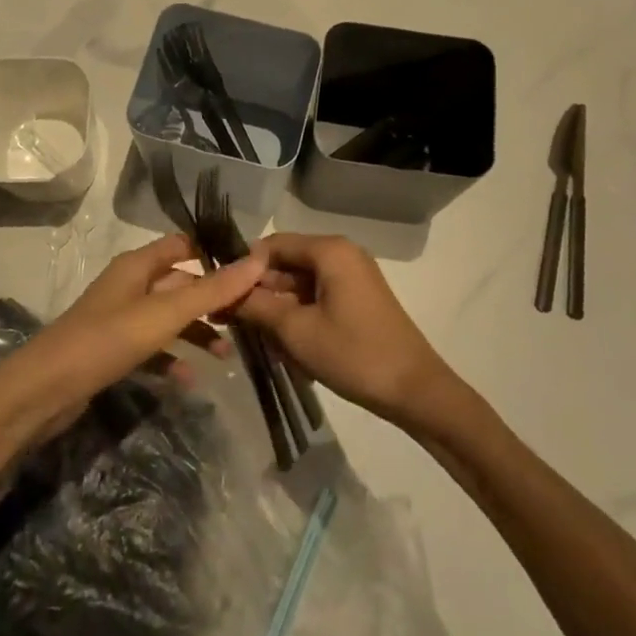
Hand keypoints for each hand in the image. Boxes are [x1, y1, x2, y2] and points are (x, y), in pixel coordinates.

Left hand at [0, 233, 265, 430]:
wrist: (43, 392)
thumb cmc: (105, 341)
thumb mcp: (164, 314)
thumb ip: (211, 291)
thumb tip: (258, 259)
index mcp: (138, 265)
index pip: (184, 245)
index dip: (215, 254)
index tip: (252, 271)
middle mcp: (130, 285)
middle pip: (180, 283)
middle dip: (212, 299)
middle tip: (248, 317)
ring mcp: (120, 319)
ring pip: (168, 318)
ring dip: (196, 332)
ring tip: (226, 355)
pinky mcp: (112, 351)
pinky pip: (152, 349)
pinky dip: (172, 359)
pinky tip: (190, 380)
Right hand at [237, 233, 461, 426]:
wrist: (415, 390)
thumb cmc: (353, 354)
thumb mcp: (296, 331)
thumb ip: (256, 306)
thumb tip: (223, 292)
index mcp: (329, 250)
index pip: (272, 244)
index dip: (243, 267)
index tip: (219, 294)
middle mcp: (342, 254)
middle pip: (286, 263)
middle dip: (259, 291)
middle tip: (229, 320)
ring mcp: (353, 276)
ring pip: (300, 283)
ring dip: (277, 307)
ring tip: (255, 337)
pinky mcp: (359, 299)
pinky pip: (318, 296)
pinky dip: (298, 315)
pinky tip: (285, 344)